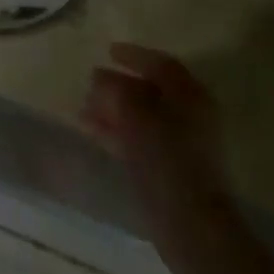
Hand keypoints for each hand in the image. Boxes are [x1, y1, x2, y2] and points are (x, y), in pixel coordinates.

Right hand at [83, 45, 228, 232]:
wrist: (189, 222)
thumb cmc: (165, 158)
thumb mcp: (134, 113)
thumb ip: (115, 89)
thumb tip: (100, 78)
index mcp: (189, 96)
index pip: (161, 65)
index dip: (134, 55)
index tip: (108, 51)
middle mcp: (190, 115)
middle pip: (150, 90)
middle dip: (118, 85)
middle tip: (91, 84)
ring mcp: (182, 144)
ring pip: (142, 116)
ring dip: (113, 109)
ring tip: (83, 110)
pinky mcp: (170, 168)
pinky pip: (139, 138)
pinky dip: (117, 131)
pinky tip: (95, 133)